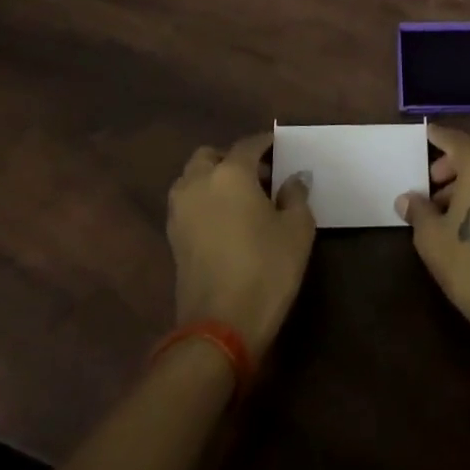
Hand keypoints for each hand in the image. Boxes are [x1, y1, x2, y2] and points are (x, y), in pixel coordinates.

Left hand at [168, 132, 314, 358]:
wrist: (220, 326)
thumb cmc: (266, 269)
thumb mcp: (297, 229)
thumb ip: (296, 195)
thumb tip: (293, 179)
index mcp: (230, 172)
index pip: (248, 144)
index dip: (266, 143)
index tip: (281, 148)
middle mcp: (199, 182)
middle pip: (211, 156)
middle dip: (232, 158)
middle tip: (258, 175)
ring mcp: (180, 210)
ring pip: (193, 178)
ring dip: (213, 178)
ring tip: (241, 198)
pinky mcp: (172, 237)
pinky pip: (188, 203)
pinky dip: (204, 201)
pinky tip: (226, 220)